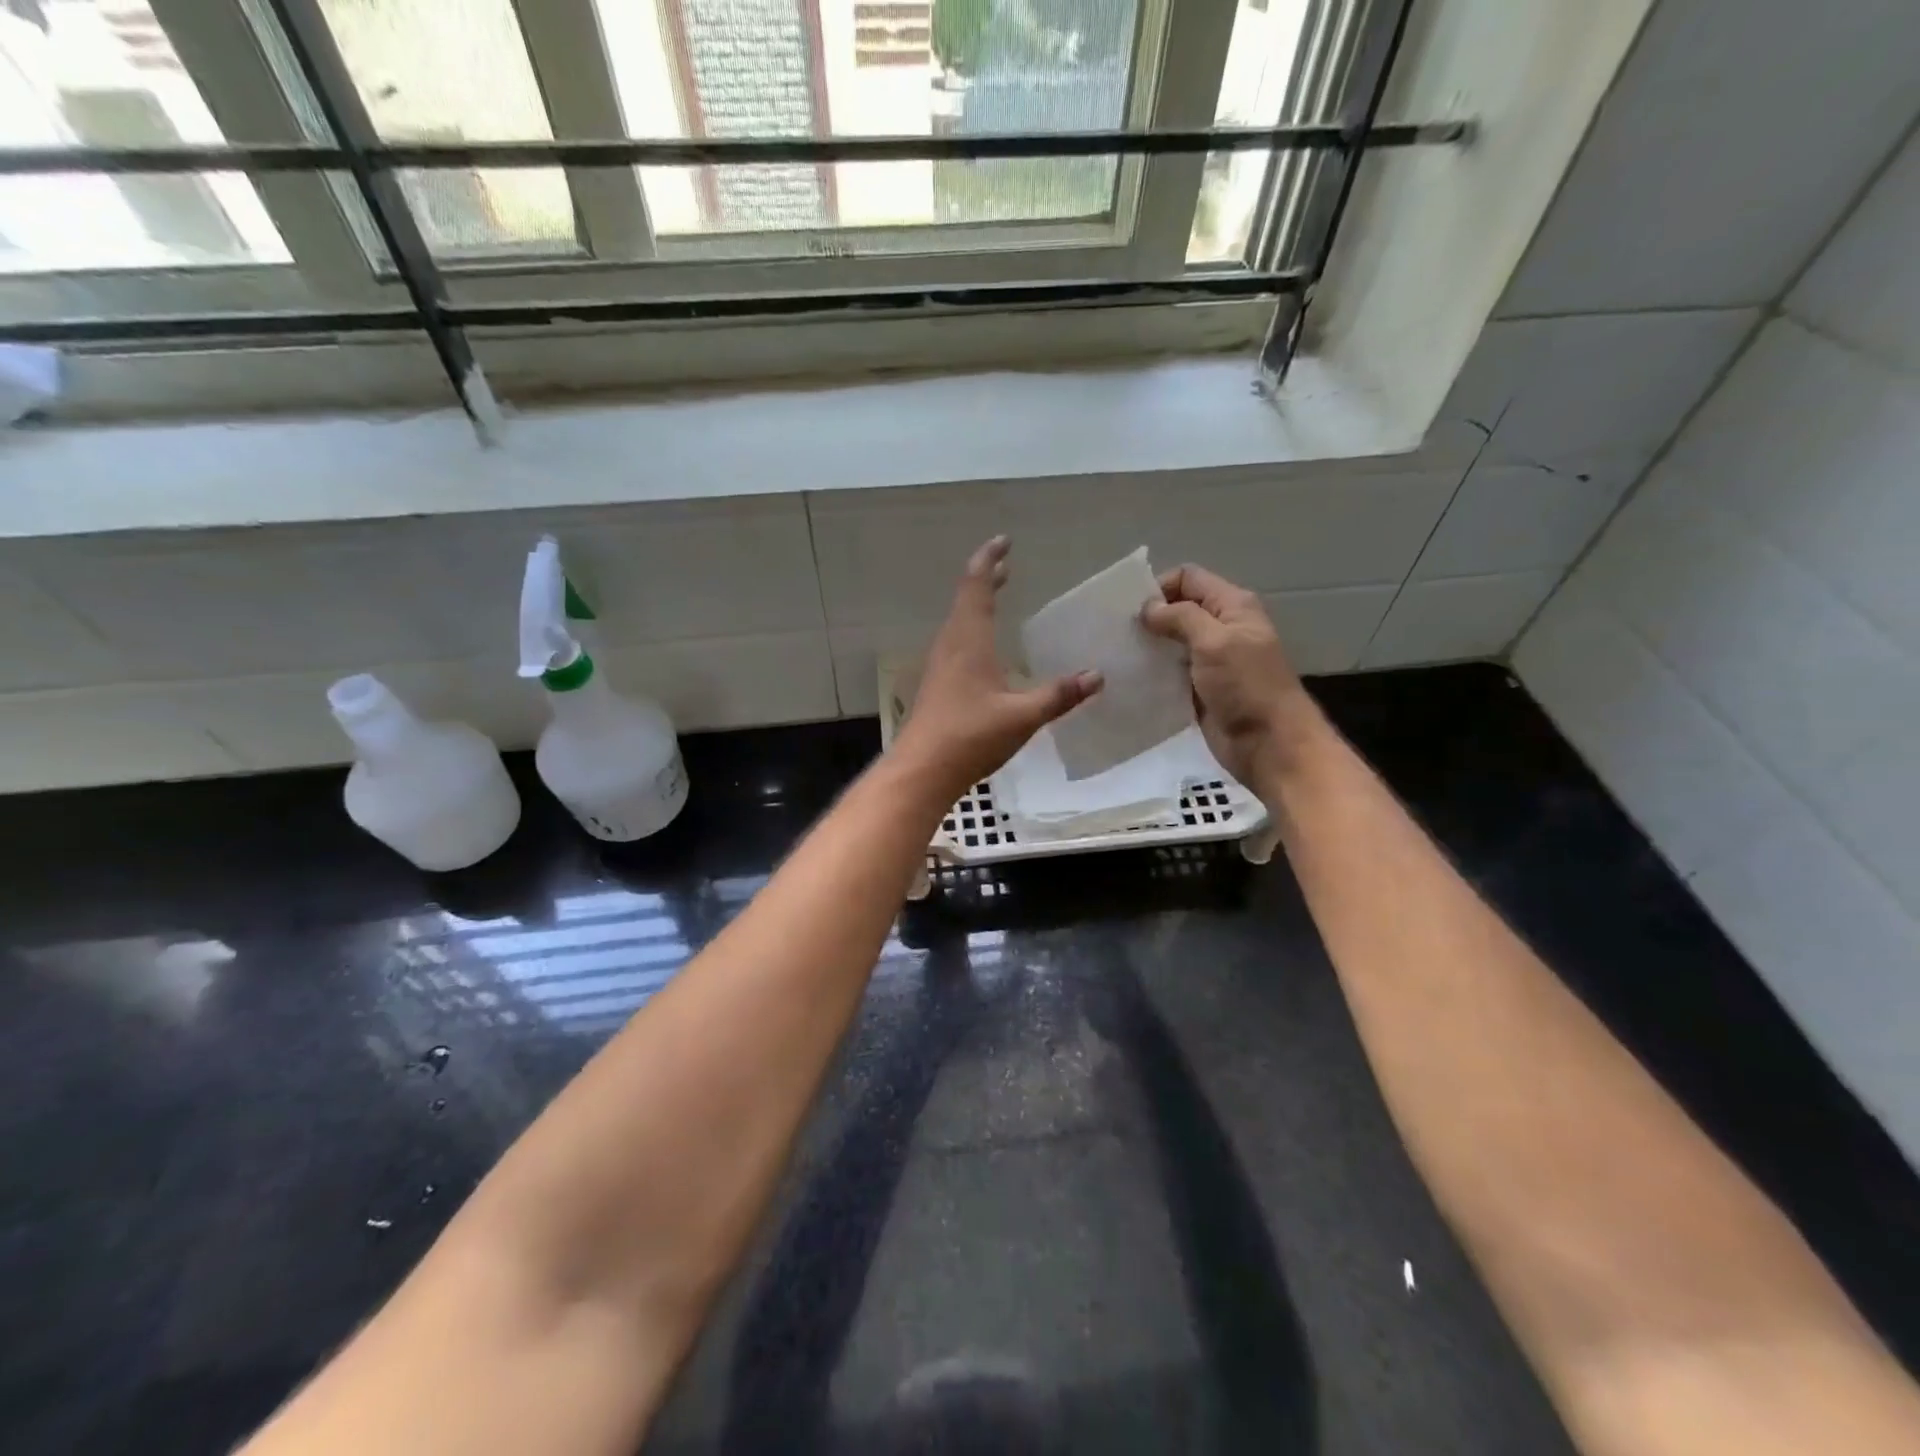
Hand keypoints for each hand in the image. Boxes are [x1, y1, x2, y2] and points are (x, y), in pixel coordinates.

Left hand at [893, 537, 1102, 799]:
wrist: (922, 770)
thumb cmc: (970, 735)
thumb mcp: (1022, 715)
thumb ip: (1059, 695)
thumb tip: (1097, 676)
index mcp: (968, 640)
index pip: (976, 586)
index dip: (989, 560)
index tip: (1004, 542)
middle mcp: (950, 645)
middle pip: (966, 600)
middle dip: (986, 579)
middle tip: (1006, 566)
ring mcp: (940, 665)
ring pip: (960, 622)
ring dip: (978, 604)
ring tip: (997, 597)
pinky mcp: (937, 685)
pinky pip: (957, 643)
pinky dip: (973, 629)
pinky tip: (985, 650)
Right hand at [1140, 564, 1321, 796]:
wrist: (1269, 744)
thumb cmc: (1247, 686)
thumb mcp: (1215, 642)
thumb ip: (1181, 617)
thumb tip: (1148, 608)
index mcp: (1232, 606)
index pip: (1189, 578)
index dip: (1160, 587)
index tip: (1130, 609)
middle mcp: (1221, 628)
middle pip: (1178, 609)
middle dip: (1149, 617)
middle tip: (1116, 633)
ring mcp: (1210, 661)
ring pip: (1171, 643)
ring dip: (1148, 646)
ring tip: (1117, 655)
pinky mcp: (1199, 689)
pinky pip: (1170, 673)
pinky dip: (1152, 673)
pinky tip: (1129, 679)